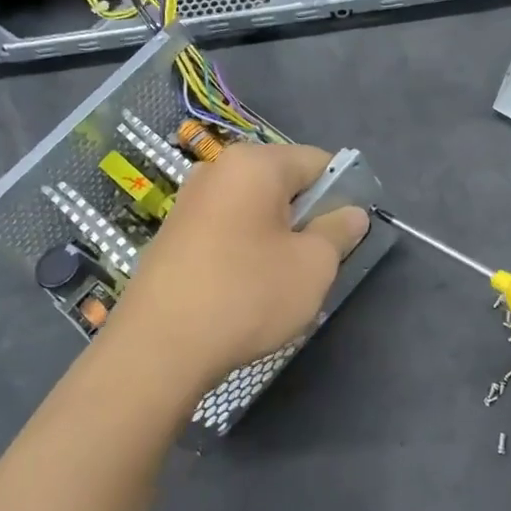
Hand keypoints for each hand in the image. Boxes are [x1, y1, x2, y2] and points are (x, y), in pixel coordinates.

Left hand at [106, 142, 370, 392]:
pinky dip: (248, 250)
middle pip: (284, 184)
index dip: (344, 193)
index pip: (318, 162)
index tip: (351, 233)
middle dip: (309, 217)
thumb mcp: (313, 266)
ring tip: (284, 281)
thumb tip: (352, 213)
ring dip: (279, 237)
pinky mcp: (173, 235)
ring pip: (256, 210)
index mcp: (254, 164)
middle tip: (320, 262)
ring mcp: (189, 202)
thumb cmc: (247, 295)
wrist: (158, 349)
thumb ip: (339, 231)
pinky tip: (249, 289)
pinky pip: (228, 229)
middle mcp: (217, 170)